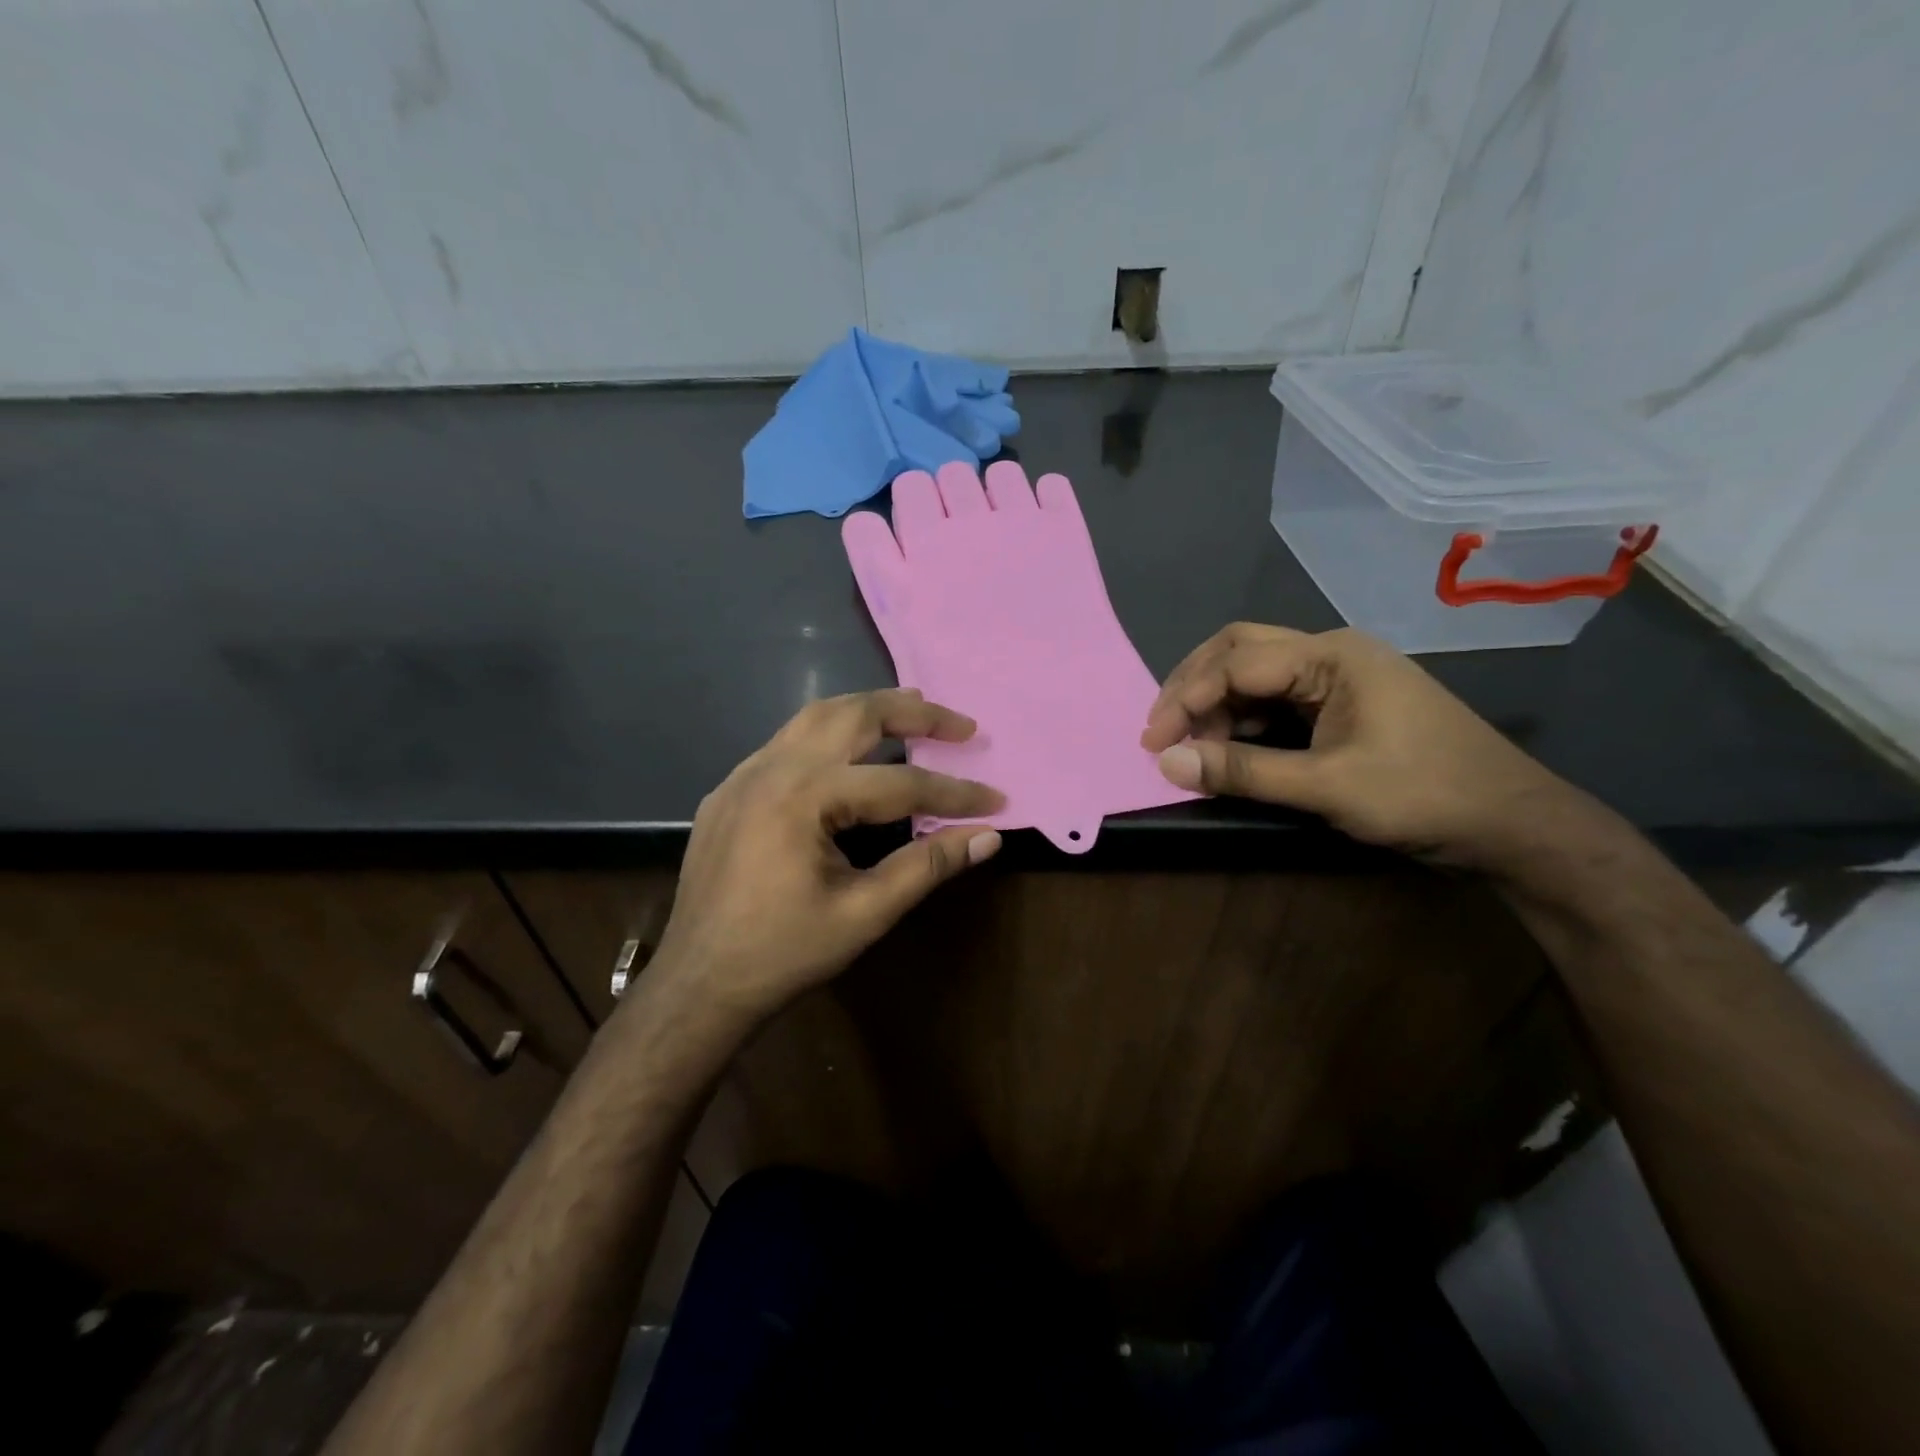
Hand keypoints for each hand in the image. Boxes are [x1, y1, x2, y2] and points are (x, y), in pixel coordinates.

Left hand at [649, 690, 1003, 1023]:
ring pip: (816, 716)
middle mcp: (772, 768)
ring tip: (913, 711)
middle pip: (855, 716)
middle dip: (914, 714)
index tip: (996, 800)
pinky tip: (849, 752)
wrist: (697, 984)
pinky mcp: (729, 789)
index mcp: (805, 797)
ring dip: (869, 708)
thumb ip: (927, 866)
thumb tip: (987, 836)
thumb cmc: (784, 953)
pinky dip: (830, 732)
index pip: (900, 783)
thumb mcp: (865, 913)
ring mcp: (743, 774)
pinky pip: (787, 741)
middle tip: (960, 725)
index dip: (953, 793)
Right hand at [1141, 623, 1588, 868]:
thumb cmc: (1424, 796)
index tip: (1152, 743)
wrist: (1514, 825)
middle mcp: (1331, 654)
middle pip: (1240, 651)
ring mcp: (1338, 679)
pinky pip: (1274, 700)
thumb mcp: (1327, 787)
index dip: (1186, 699)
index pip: (1237, 663)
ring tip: (1186, 744)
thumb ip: (1242, 771)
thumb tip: (1167, 763)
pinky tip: (1223, 745)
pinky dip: (1240, 719)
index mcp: (1332, 656)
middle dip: (1192, 686)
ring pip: (1254, 674)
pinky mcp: (1341, 706)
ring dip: (1214, 703)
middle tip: (1159, 730)